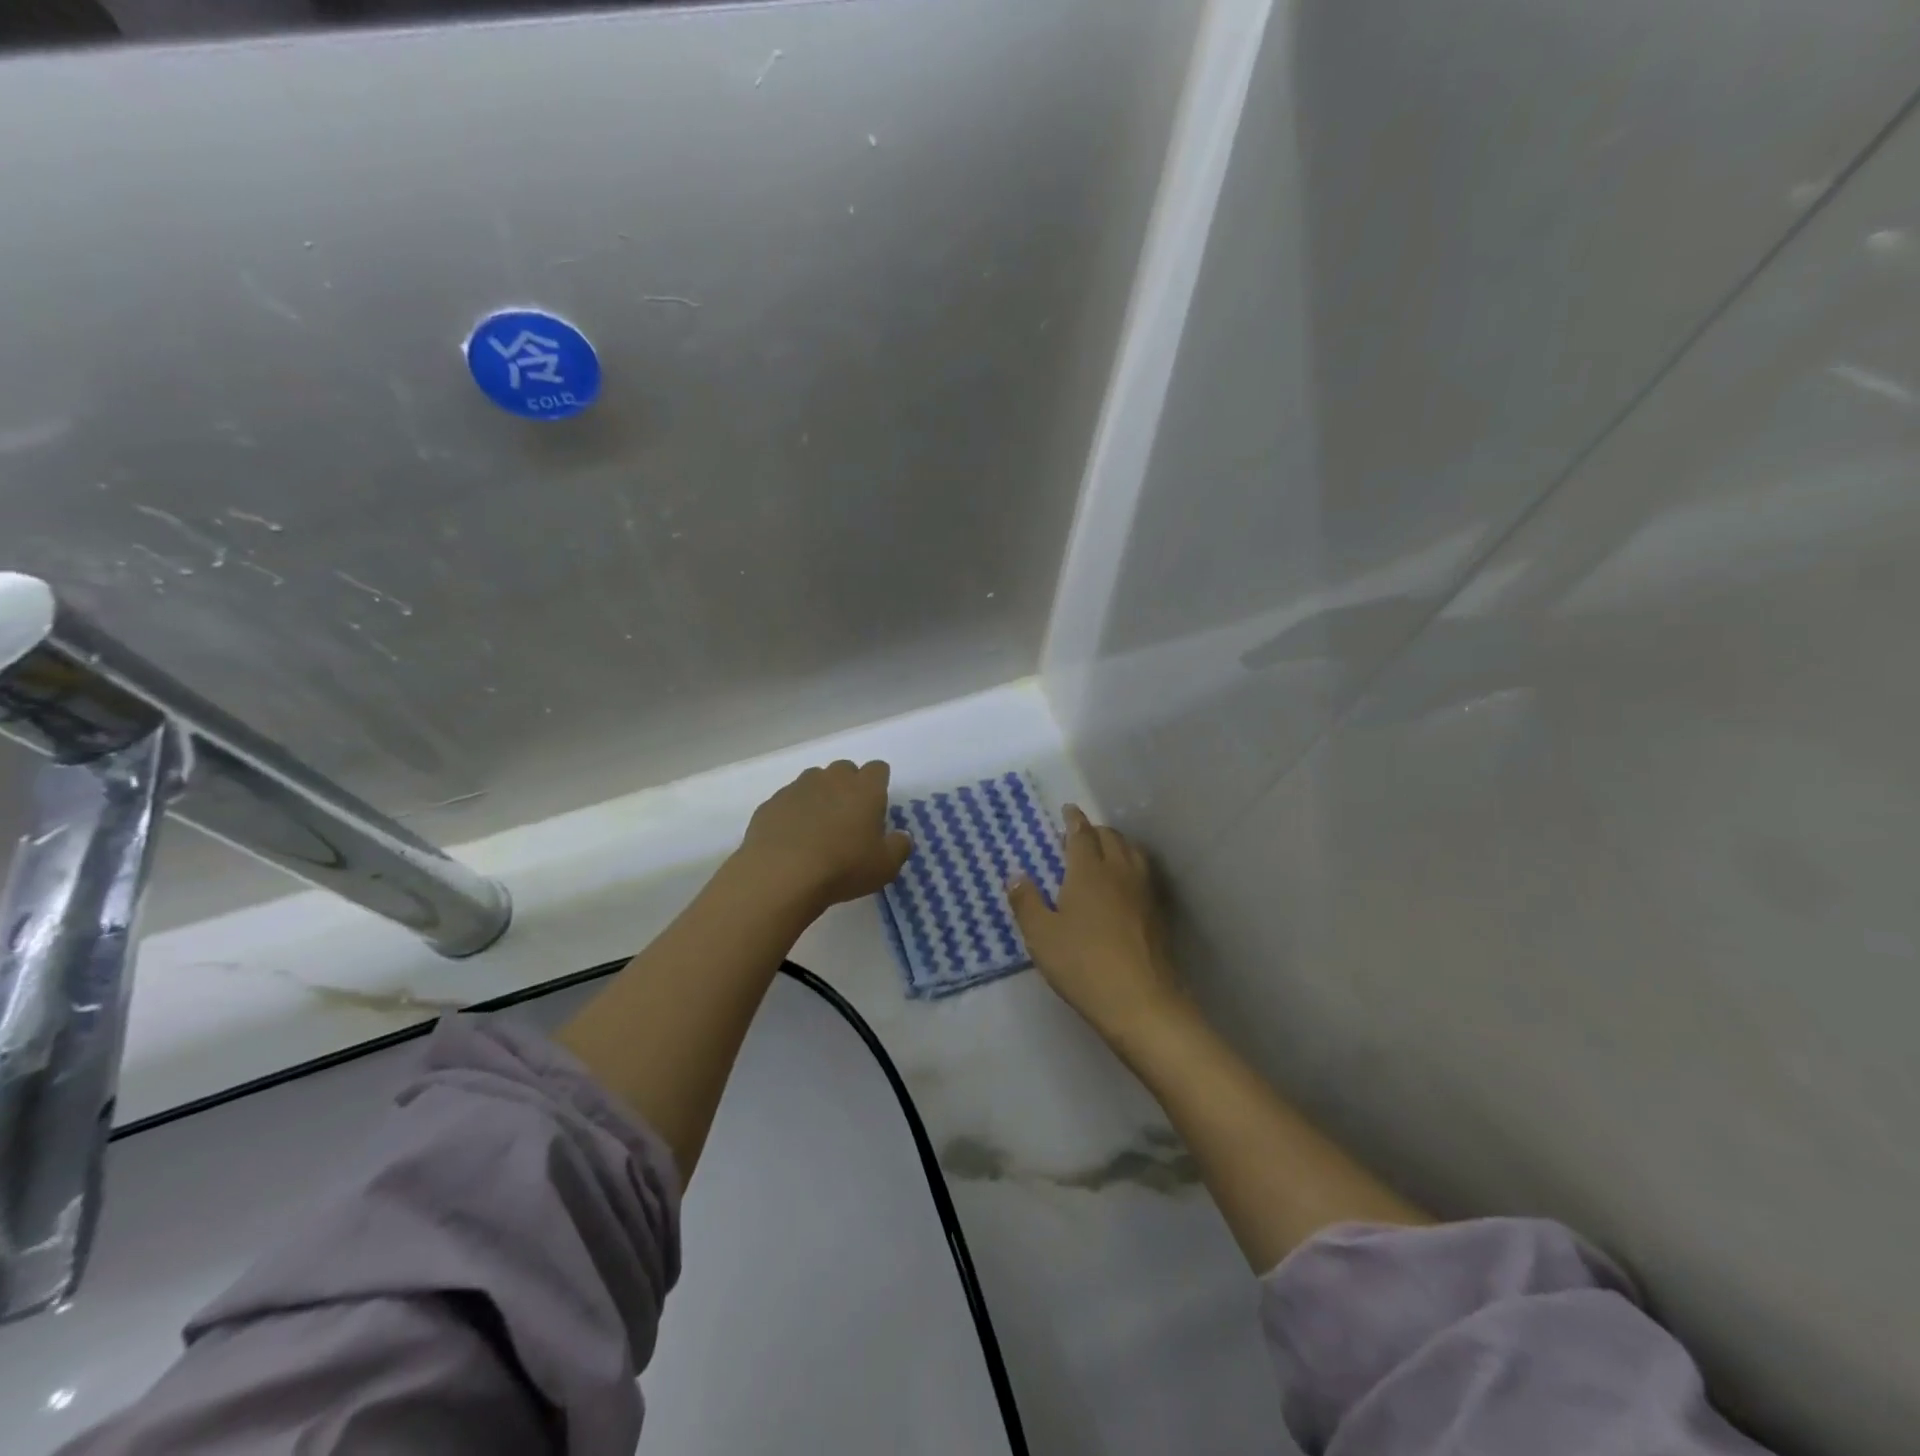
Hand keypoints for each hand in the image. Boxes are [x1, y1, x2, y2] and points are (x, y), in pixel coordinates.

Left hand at [734, 760, 912, 912]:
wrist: (781, 875)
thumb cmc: (843, 867)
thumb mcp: (885, 866)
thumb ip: (899, 847)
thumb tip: (901, 836)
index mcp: (864, 788)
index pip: (878, 769)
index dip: (879, 784)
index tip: (876, 808)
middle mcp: (831, 779)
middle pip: (845, 769)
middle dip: (849, 786)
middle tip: (848, 819)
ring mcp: (797, 787)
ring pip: (814, 781)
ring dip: (820, 796)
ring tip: (818, 828)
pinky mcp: (771, 803)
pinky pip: (788, 800)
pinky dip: (793, 813)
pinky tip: (792, 839)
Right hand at [1007, 805, 1186, 1042]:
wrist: (1140, 1001)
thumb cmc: (1082, 964)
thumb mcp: (1041, 936)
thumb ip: (1027, 903)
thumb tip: (1016, 876)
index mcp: (1088, 871)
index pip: (1081, 834)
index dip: (1074, 820)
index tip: (1068, 810)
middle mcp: (1119, 872)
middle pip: (1110, 838)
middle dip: (1094, 830)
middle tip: (1079, 834)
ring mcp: (1143, 892)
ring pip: (1132, 852)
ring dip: (1117, 844)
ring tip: (1104, 852)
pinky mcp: (1157, 913)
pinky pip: (1143, 873)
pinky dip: (1131, 865)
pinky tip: (1124, 884)